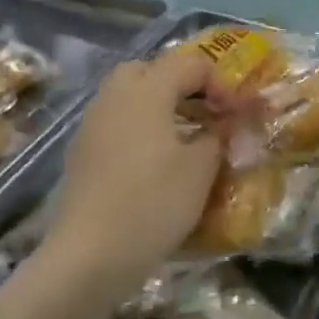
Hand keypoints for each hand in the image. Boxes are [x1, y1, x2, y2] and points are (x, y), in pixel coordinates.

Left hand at [45, 46, 222, 292]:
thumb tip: (225, 122)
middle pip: (150, 70)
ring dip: (160, 106)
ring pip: (128, 96)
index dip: (219, 82)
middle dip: (182, 84)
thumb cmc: (153, 203)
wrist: (90, 255)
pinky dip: (139, 129)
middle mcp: (113, 97)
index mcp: (146, 91)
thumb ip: (218, 136)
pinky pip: (116, 123)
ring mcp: (92, 125)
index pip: (189, 62)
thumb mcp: (201, 169)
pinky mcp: (81, 153)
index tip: (236, 113)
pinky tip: (155, 163)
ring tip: (186, 139)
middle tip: (206, 113)